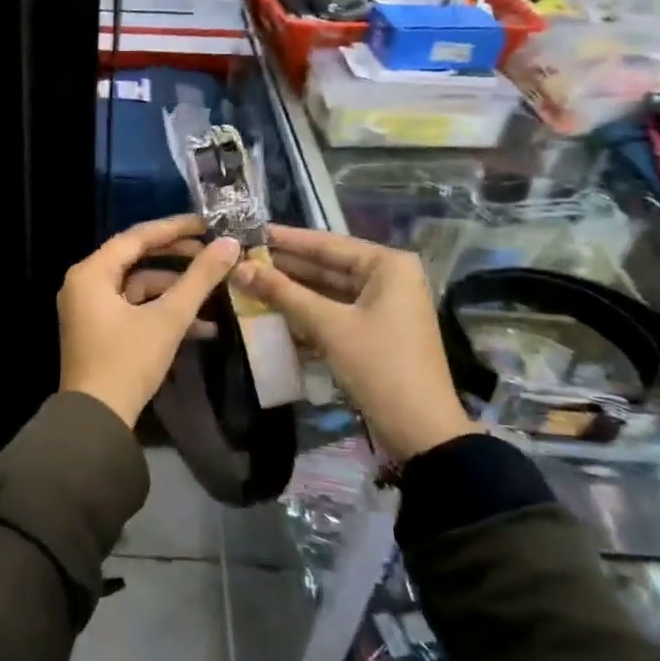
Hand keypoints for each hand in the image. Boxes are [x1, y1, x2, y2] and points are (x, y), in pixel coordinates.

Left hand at [59, 215, 240, 427]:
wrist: (97, 419)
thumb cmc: (127, 362)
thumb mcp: (168, 318)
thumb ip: (199, 279)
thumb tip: (229, 244)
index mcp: (91, 273)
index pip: (137, 236)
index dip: (176, 228)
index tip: (209, 223)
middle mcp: (85, 284)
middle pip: (137, 259)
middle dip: (179, 259)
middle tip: (214, 253)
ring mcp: (90, 308)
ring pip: (139, 287)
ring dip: (176, 292)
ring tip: (216, 295)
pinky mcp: (99, 330)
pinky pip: (133, 309)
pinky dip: (162, 313)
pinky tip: (201, 328)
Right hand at [234, 225, 475, 462]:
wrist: (420, 429)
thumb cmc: (379, 366)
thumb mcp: (328, 326)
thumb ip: (283, 294)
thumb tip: (239, 268)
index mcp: (388, 265)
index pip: (327, 243)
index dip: (285, 239)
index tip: (248, 231)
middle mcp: (388, 278)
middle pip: (327, 265)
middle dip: (285, 265)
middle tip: (241, 257)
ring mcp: (382, 306)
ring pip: (328, 290)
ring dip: (292, 289)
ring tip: (248, 280)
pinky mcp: (374, 331)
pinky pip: (334, 311)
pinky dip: (306, 311)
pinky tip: (272, 309)